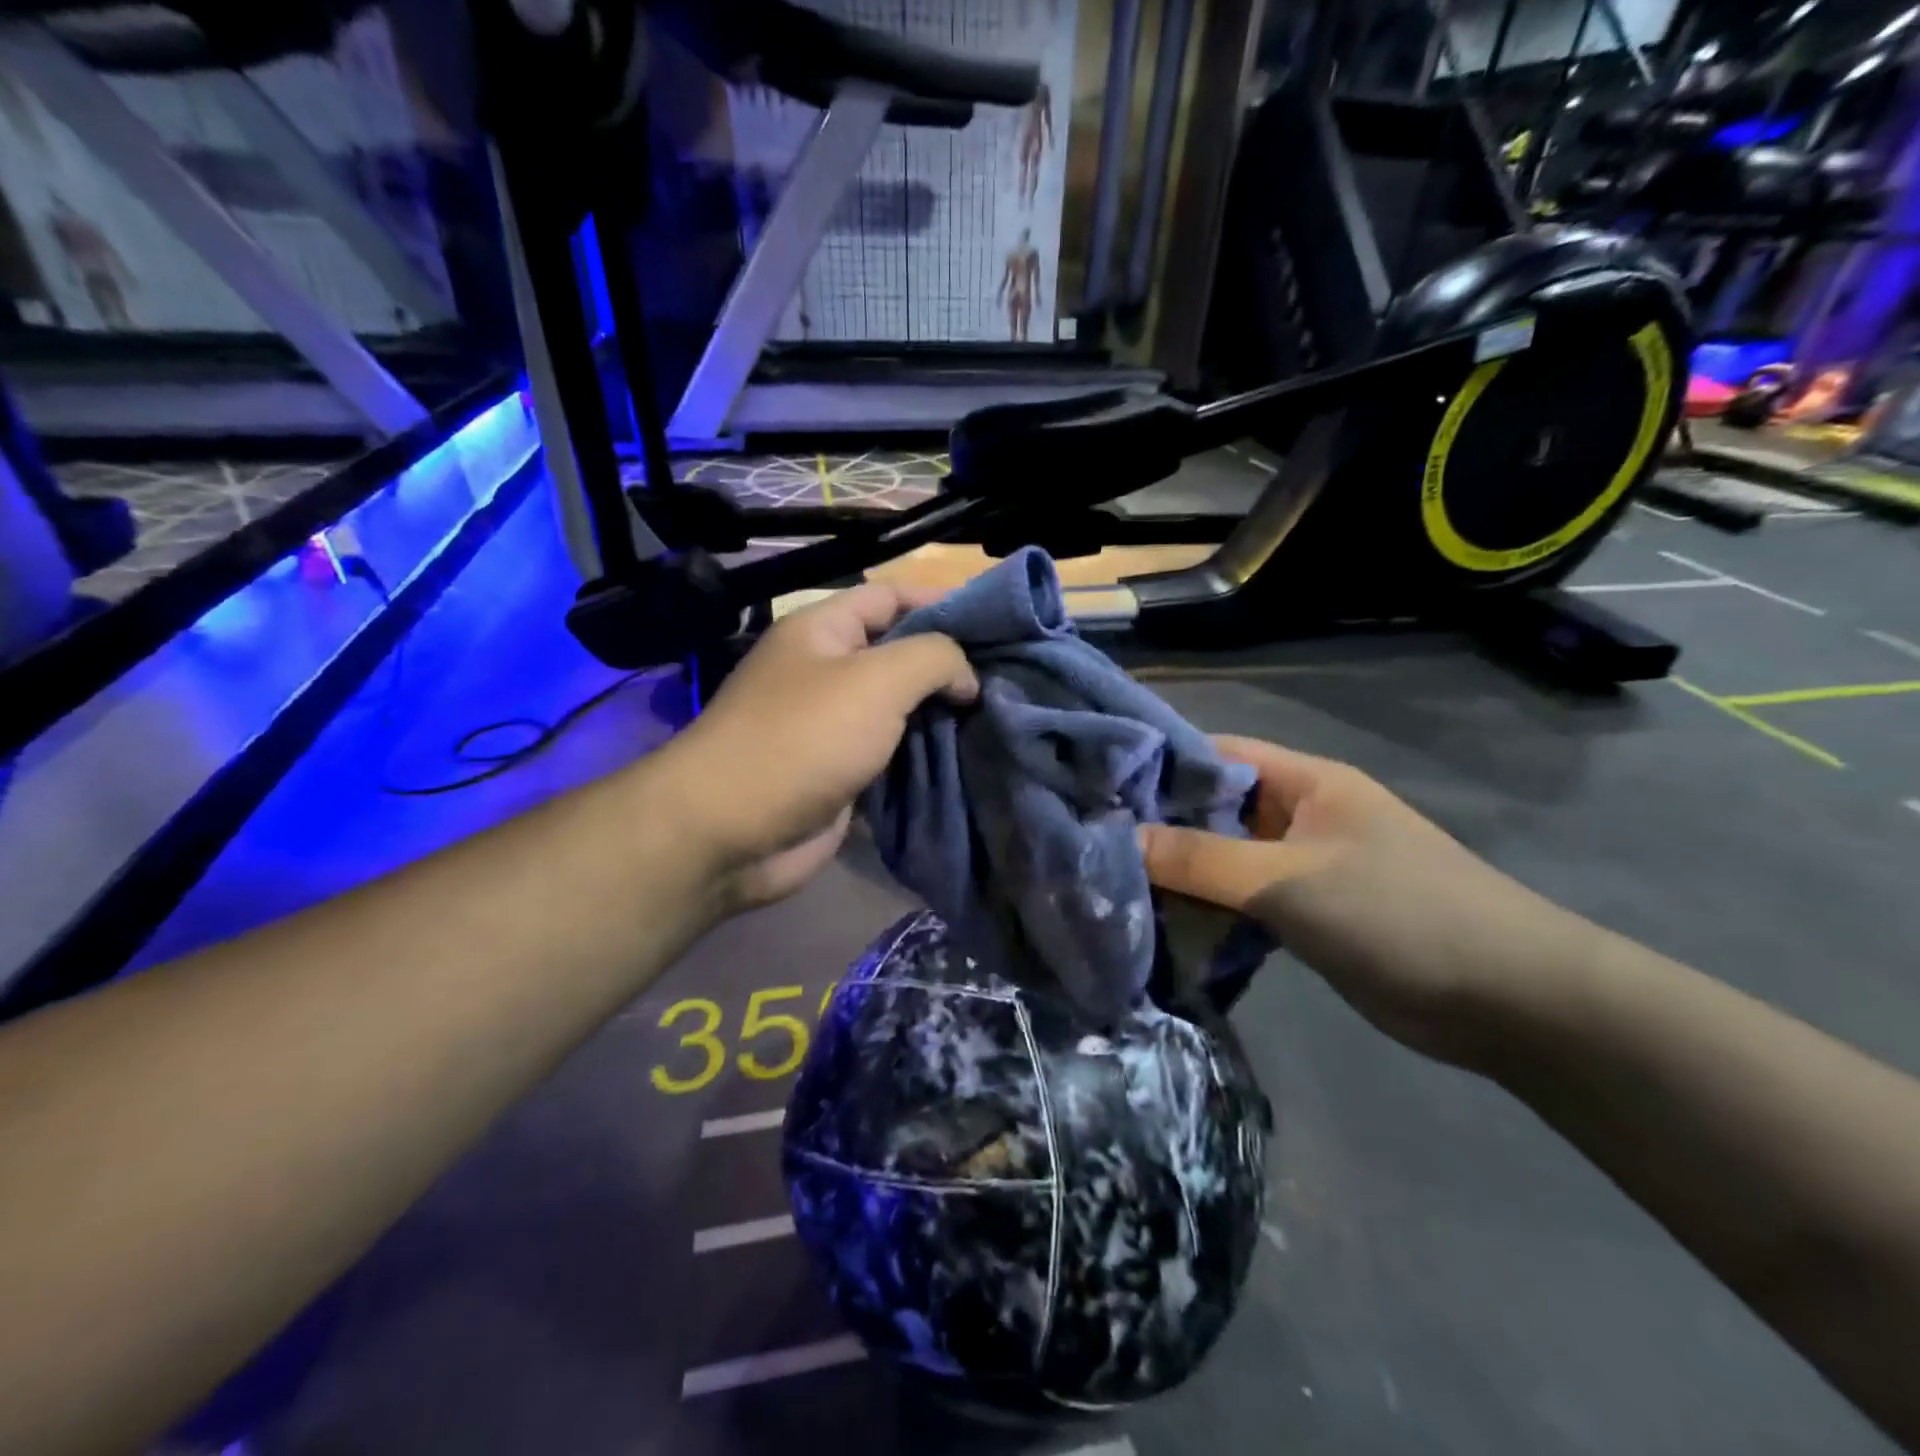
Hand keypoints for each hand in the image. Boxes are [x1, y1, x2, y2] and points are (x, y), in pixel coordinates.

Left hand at [663, 583, 977, 911]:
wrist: (732, 832)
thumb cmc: (803, 738)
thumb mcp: (877, 680)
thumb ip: (933, 658)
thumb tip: (966, 677)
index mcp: (823, 630)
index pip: (890, 597)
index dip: (941, 601)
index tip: (997, 622)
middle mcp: (826, 672)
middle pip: (899, 655)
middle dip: (950, 666)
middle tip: (1009, 677)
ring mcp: (832, 727)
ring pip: (900, 711)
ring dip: (943, 716)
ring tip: (1001, 717)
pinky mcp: (841, 775)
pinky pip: (892, 756)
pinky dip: (926, 757)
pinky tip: (969, 757)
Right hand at [1138, 736, 1594, 1067]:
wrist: (1507, 1001)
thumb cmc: (1398, 912)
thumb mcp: (1288, 880)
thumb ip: (1200, 860)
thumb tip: (1118, 840)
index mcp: (1304, 782)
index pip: (1215, 754)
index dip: (1158, 764)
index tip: (1095, 785)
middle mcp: (1299, 815)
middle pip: (1214, 808)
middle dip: (1158, 825)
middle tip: (1089, 842)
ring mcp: (1302, 867)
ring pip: (1224, 859)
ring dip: (1179, 874)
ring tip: (1110, 885)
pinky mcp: (1306, 915)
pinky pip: (1241, 901)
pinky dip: (1206, 911)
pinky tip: (1159, 925)